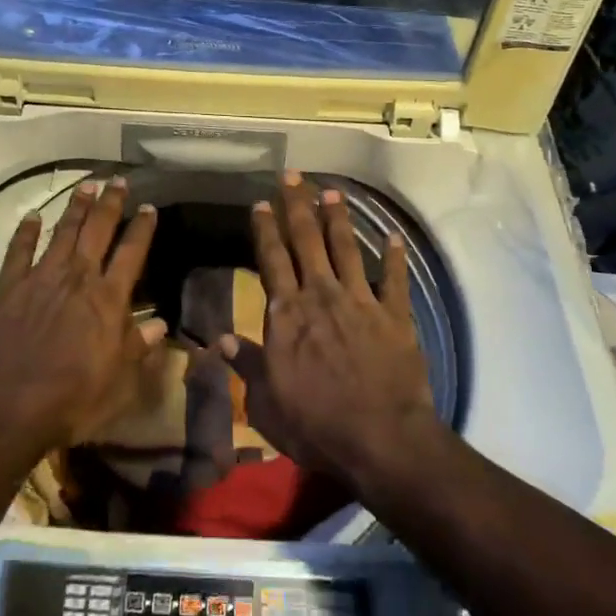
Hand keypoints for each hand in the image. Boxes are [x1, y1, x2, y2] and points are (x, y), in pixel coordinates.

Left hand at [0, 178, 162, 460]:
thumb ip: (138, 348)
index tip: (149, 208)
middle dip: (110, 204)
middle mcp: (76, 278)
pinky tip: (30, 218)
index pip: (131, 253)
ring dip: (75, 208)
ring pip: (61, 232)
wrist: (5, 410)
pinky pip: (17, 251)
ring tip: (86, 187)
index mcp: (107, 299)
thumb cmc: (70, 401)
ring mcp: (39, 279)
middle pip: (97, 231)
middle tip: (118, 181)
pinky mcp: (6, 288)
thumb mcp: (118, 384)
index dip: (142, 229)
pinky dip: (24, 232)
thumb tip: (160, 324)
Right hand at [220, 172, 439, 486]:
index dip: (265, 229)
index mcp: (287, 314)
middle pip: (306, 241)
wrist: (380, 439)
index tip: (261, 203)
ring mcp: (360, 302)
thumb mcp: (266, 402)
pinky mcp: (394, 316)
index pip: (272, 260)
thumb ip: (247, 365)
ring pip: (346, 248)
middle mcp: (321, 296)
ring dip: (337, 219)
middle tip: (293, 176)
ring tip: (332, 191)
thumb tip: (221, 339)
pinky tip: (393, 236)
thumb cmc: (315, 424)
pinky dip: (394, 256)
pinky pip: (394, 279)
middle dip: (297, 206)